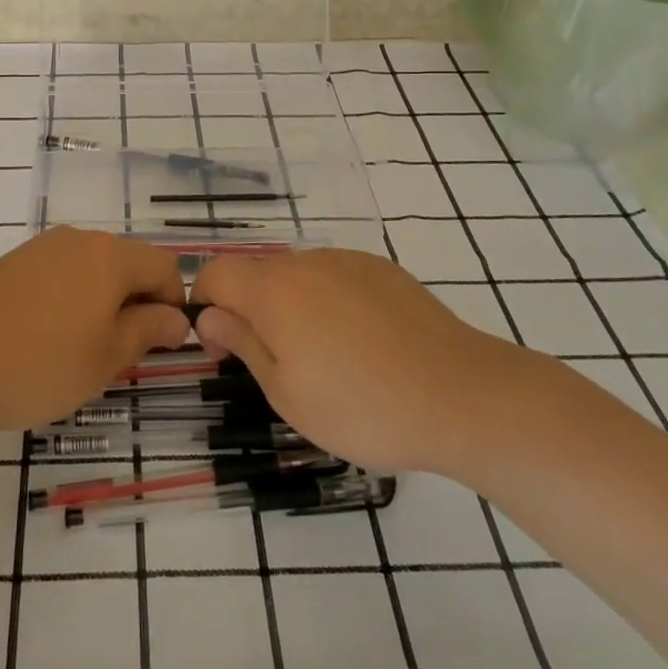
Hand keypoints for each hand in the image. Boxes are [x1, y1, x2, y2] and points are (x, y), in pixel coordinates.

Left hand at [0, 227, 189, 437]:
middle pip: (125, 263)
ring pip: (89, 270)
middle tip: (121, 354)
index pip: (164, 266)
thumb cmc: (40, 364)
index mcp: (108, 255)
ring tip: (80, 351)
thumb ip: (147, 331)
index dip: (173, 304)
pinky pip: (55, 276)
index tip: (162, 344)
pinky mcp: (8, 265)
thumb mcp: (106, 357)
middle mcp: (76, 240)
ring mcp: (38, 249)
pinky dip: (66, 301)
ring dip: (100, 303)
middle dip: (135, 303)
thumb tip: (176, 318)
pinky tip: (43, 340)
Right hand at [192, 247, 533, 477]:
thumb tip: (209, 317)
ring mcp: (348, 261)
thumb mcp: (287, 393)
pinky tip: (362, 344)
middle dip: (250, 310)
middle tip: (274, 364)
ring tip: (326, 359)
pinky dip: (331, 303)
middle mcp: (306, 262)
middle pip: (257, 274)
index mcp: (273, 290)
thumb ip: (243, 344)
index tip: (220, 349)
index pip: (216, 272)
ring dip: (292, 307)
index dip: (205, 303)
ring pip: (299, 276)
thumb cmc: (362, 407)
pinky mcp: (383, 270)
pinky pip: (337, 278)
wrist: (462, 395)